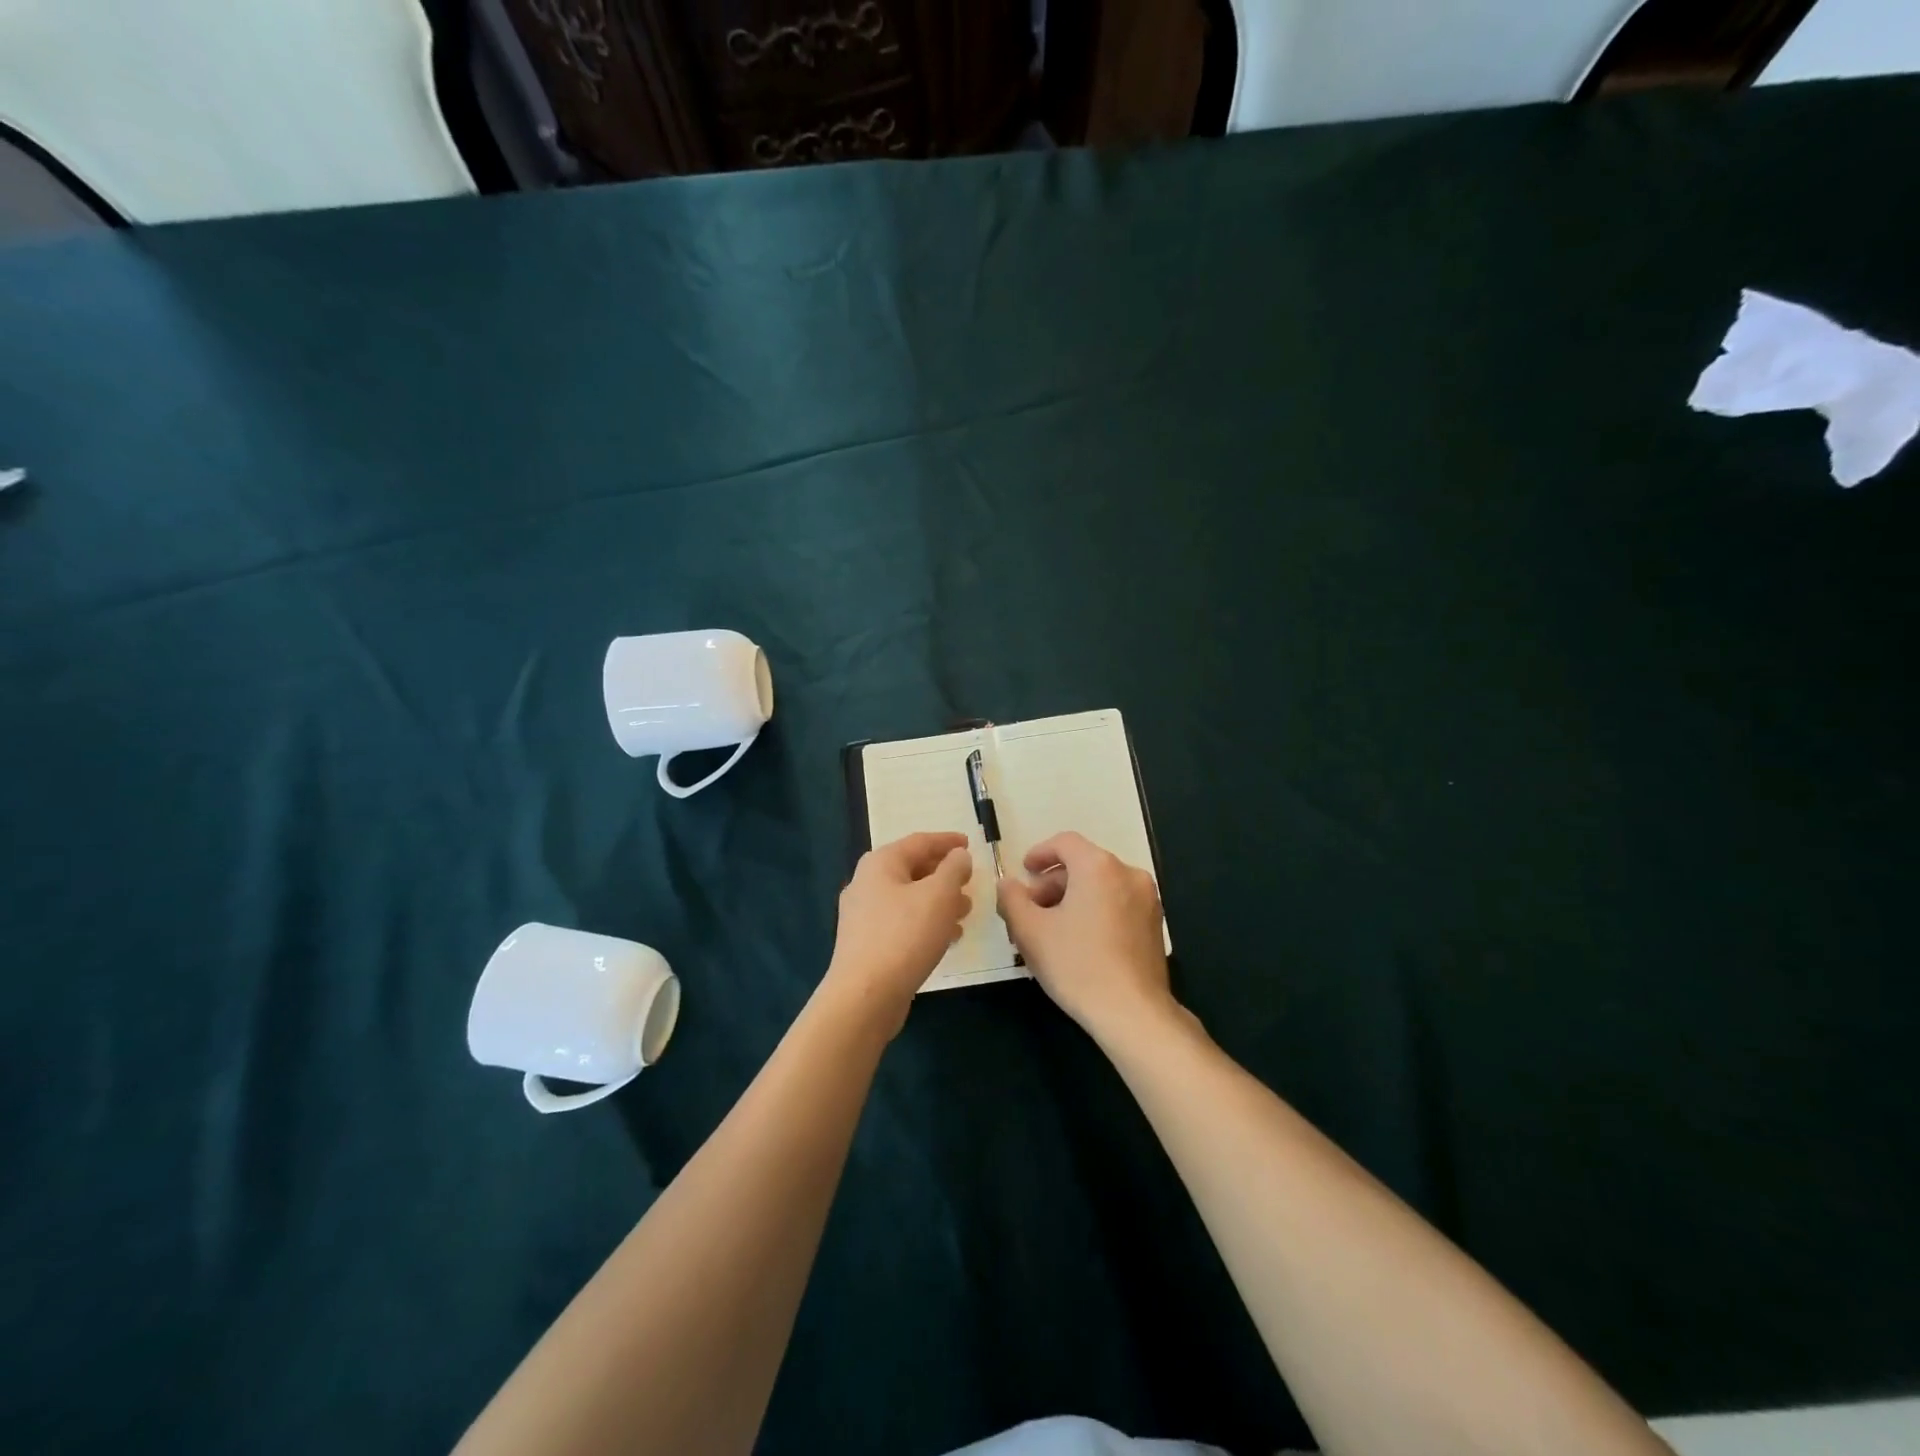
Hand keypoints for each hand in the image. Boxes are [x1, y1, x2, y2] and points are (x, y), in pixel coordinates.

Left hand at [824, 832, 971, 1034]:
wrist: (865, 996)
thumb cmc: (904, 936)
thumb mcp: (939, 895)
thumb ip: (954, 869)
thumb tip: (959, 855)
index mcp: (880, 864)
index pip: (919, 842)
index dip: (947, 841)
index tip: (970, 844)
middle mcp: (867, 883)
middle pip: (912, 869)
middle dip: (944, 874)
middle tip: (970, 881)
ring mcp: (863, 916)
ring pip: (909, 898)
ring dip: (939, 901)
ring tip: (966, 911)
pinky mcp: (867, 944)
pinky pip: (903, 922)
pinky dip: (926, 922)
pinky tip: (947, 937)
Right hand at [996, 831, 1174, 1040]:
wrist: (1132, 1012)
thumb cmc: (1076, 965)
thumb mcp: (1030, 931)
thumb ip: (1012, 899)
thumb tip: (1007, 884)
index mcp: (1098, 866)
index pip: (1065, 843)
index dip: (1040, 853)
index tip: (1024, 872)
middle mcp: (1128, 873)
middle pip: (1083, 864)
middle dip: (1053, 883)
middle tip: (1031, 909)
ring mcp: (1147, 899)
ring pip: (1101, 885)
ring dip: (1073, 897)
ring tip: (1051, 928)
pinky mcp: (1154, 924)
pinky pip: (1118, 903)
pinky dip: (1095, 910)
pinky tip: (1079, 941)